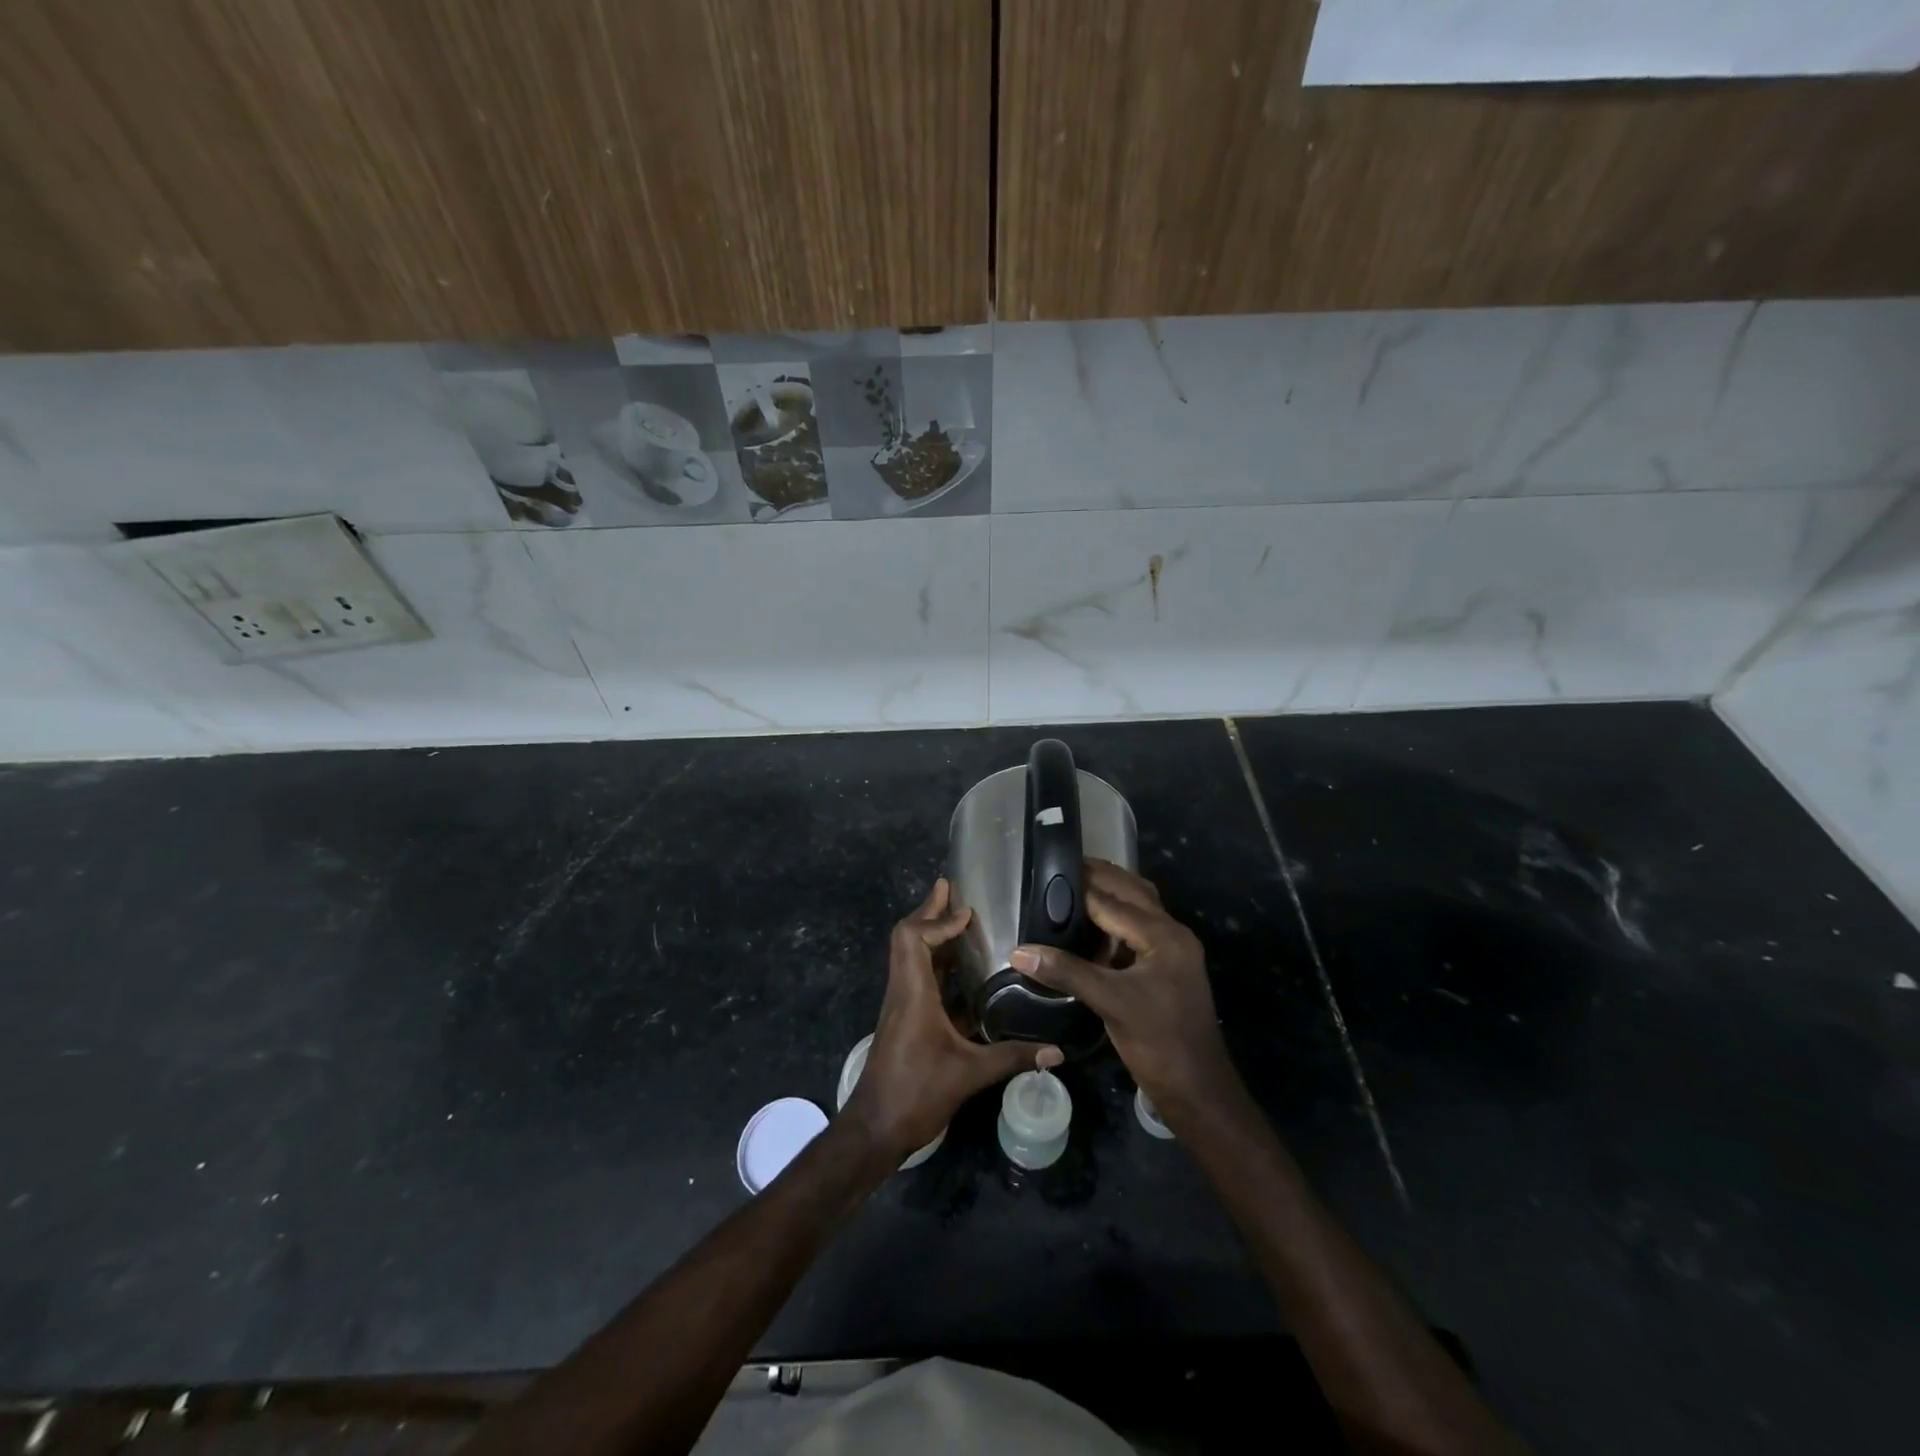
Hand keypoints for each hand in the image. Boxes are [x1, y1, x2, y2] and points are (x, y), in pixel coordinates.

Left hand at [841, 878, 1060, 1159]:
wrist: (874, 1128)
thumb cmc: (915, 1094)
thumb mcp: (969, 1075)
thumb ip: (1012, 1057)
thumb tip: (1057, 1051)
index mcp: (913, 994)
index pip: (913, 939)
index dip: (937, 920)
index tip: (967, 913)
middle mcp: (902, 991)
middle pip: (906, 937)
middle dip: (928, 911)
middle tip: (951, 888)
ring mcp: (900, 1004)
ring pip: (909, 955)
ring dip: (930, 932)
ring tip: (958, 918)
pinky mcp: (904, 1018)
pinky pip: (916, 975)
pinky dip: (934, 959)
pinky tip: (959, 967)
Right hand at [1011, 860, 1237, 1124]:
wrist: (1197, 1089)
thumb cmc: (1158, 1042)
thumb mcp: (1111, 1003)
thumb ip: (1066, 972)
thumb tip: (1019, 951)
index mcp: (1164, 935)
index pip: (1113, 901)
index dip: (1079, 887)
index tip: (1048, 871)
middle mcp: (1172, 934)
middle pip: (1133, 892)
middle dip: (1100, 877)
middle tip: (1061, 866)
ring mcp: (1172, 952)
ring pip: (1139, 909)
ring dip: (1111, 894)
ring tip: (1073, 885)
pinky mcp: (1166, 968)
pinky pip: (1139, 930)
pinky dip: (1116, 919)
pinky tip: (1091, 924)